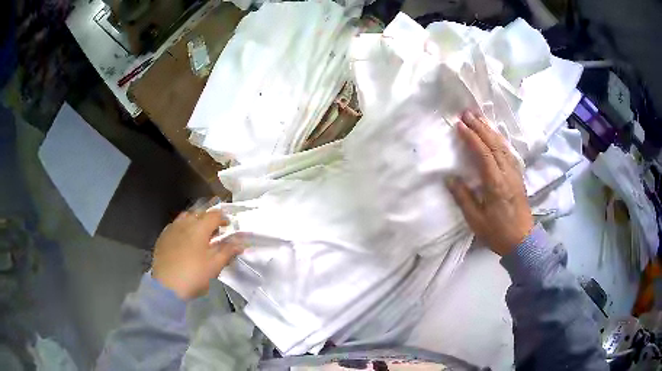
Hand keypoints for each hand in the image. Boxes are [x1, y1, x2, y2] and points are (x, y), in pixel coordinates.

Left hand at [152, 209, 242, 299]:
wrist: (166, 285)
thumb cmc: (193, 274)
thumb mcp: (214, 265)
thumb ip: (228, 251)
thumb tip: (240, 243)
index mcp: (199, 227)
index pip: (214, 215)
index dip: (223, 219)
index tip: (228, 226)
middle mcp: (185, 223)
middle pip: (199, 213)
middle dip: (208, 219)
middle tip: (214, 231)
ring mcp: (172, 228)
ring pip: (185, 217)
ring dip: (195, 221)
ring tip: (199, 233)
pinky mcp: (163, 236)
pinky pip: (175, 225)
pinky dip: (183, 228)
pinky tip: (184, 240)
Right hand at [446, 111, 533, 255]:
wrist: (523, 241)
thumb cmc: (498, 232)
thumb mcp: (476, 220)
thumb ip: (463, 197)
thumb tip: (450, 178)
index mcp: (496, 183)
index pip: (483, 153)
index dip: (471, 137)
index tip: (459, 125)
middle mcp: (507, 173)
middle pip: (494, 144)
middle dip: (480, 127)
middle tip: (467, 113)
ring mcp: (515, 174)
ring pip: (503, 146)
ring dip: (490, 130)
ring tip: (479, 118)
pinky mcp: (518, 177)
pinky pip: (509, 153)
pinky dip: (500, 140)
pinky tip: (495, 136)